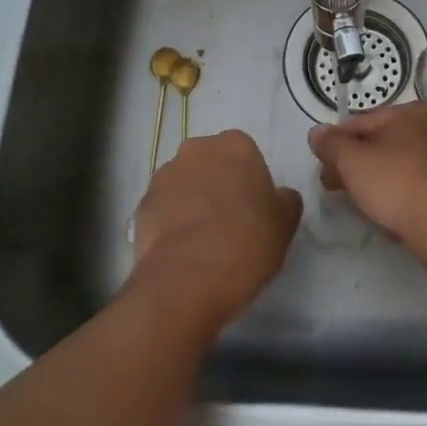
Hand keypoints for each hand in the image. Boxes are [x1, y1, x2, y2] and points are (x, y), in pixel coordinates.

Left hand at [129, 129, 301, 333]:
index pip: (246, 154)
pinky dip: (172, 222)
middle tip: (231, 221)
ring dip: (193, 201)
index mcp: (235, 145)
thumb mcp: (285, 223)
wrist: (187, 280)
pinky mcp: (141, 205)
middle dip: (219, 184)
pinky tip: (183, 251)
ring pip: (185, 184)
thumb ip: (285, 200)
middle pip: (212, 163)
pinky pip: (164, 208)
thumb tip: (278, 197)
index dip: (251, 181)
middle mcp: (196, 150)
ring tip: (204, 240)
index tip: (255, 208)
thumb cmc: (246, 242)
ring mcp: (164, 176)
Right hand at [307, 102, 426, 247]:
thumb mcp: (352, 160)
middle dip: (355, 166)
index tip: (322, 168)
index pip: (361, 122)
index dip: (337, 144)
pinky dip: (401, 199)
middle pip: (381, 145)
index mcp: (411, 112)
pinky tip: (390, 219)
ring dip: (377, 184)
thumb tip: (316, 133)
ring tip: (362, 207)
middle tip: (335, 189)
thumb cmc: (397, 182)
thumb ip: (331, 144)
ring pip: (399, 168)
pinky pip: (417, 189)